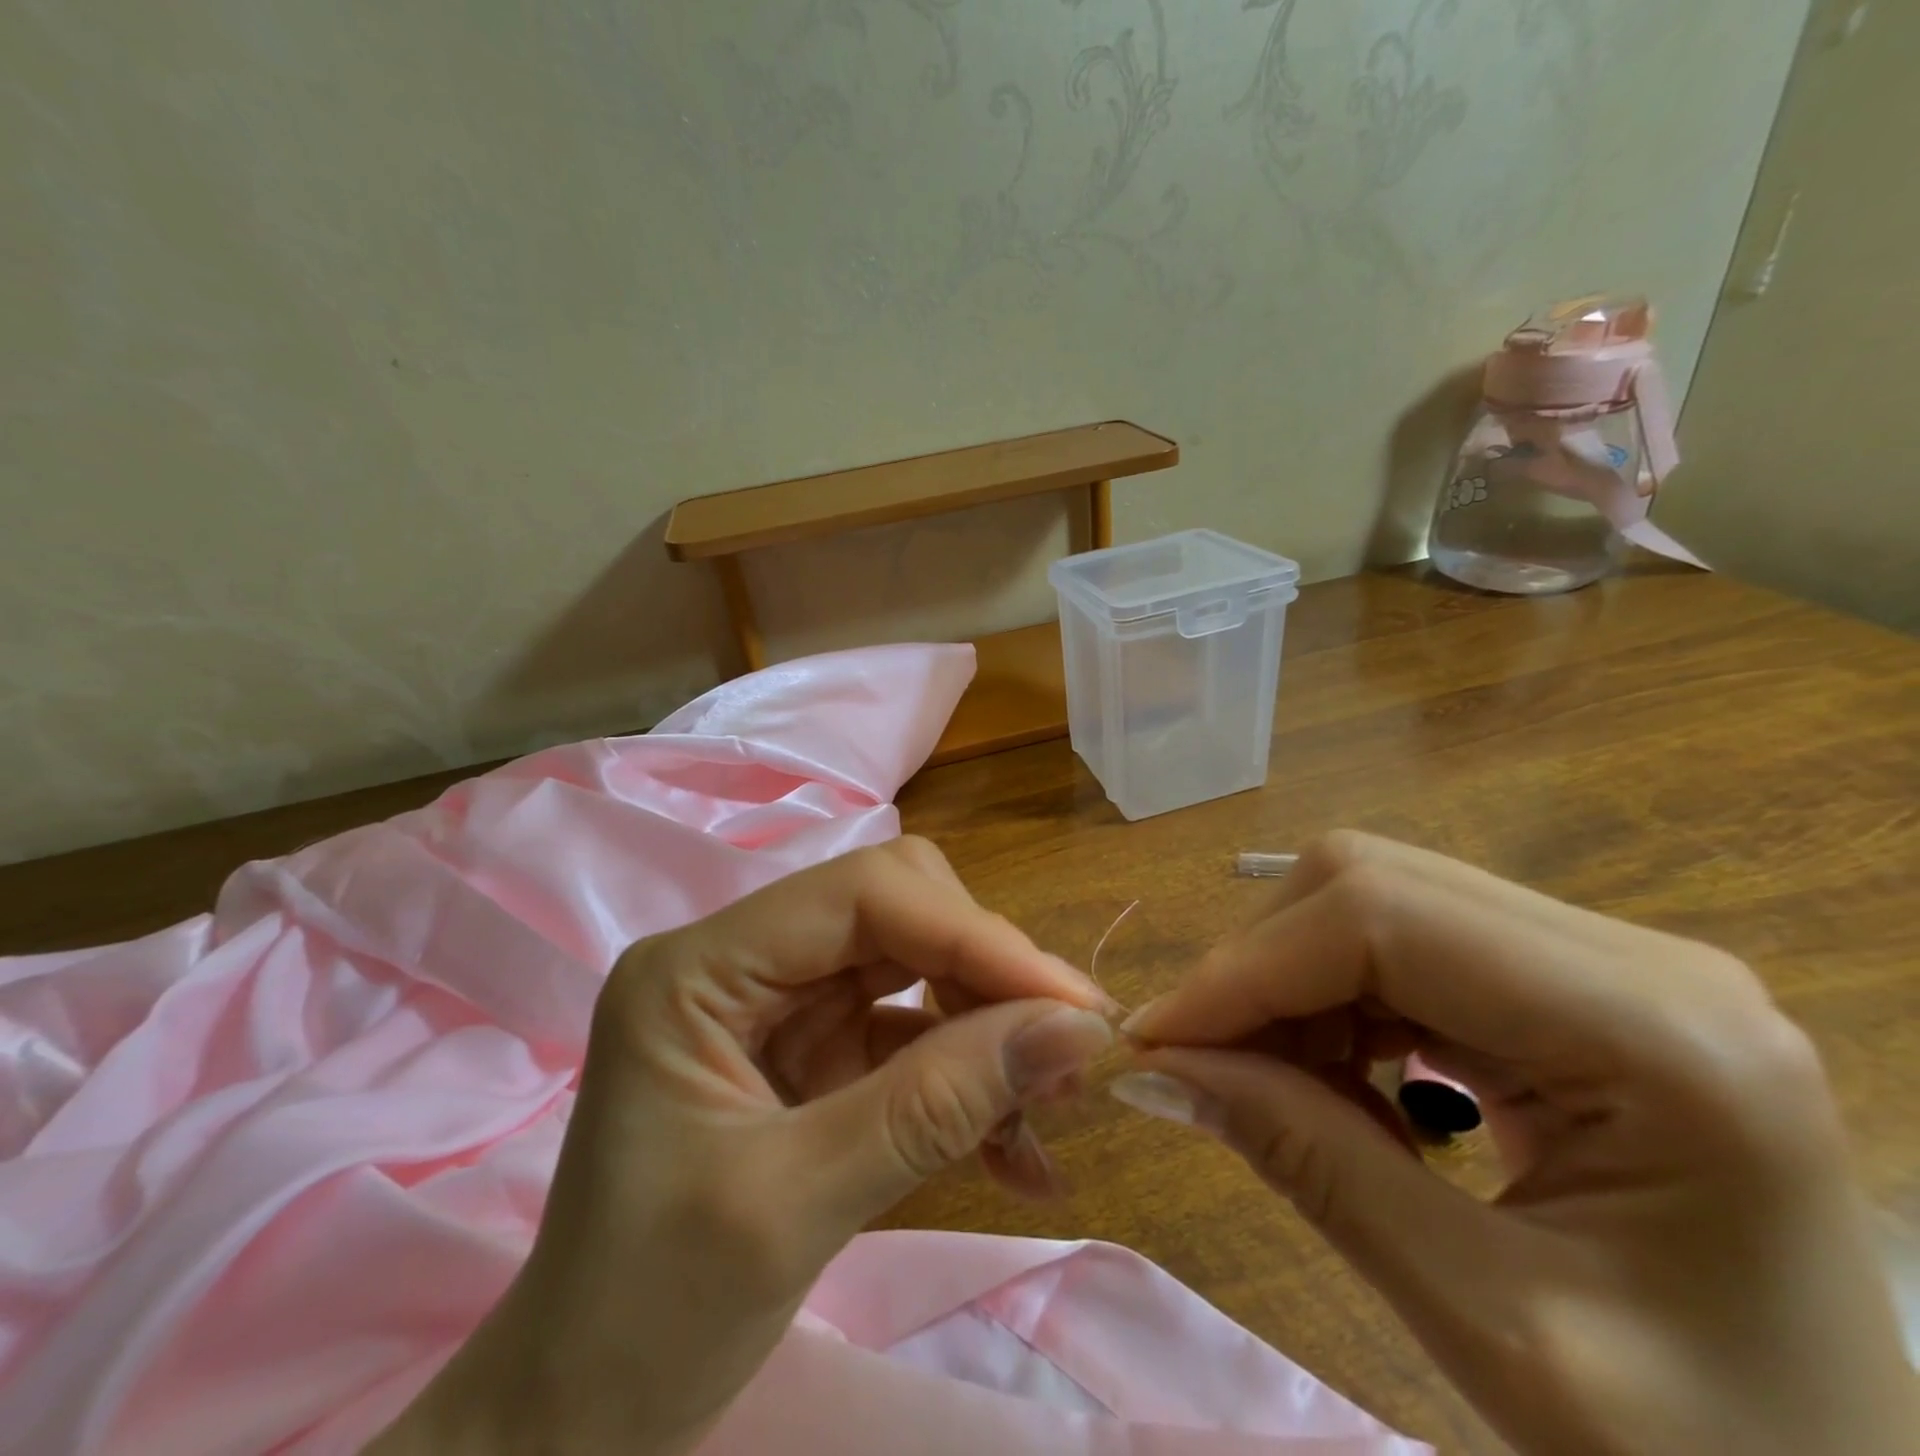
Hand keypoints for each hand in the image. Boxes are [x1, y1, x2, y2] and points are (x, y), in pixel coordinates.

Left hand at [369, 838, 1112, 1455]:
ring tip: (1046, 1112)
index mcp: (700, 967)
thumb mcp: (797, 1206)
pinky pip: (914, 1031)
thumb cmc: (649, 1319)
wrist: (581, 1422)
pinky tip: (1016, 1152)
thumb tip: (1075, 1029)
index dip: (973, 935)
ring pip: (918, 966)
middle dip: (986, 976)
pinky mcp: (813, 1050)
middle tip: (1064, 1054)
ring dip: (989, 1029)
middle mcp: (742, 960)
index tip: (1071, 1003)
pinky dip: (968, 1078)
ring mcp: (780, 1003)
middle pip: (898, 913)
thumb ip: (938, 1105)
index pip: (862, 895)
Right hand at [1116, 832, 1917, 1455]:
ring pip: (1378, 902)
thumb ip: (1308, 1164)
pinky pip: (1408, 948)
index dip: (1246, 969)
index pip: (1381, 919)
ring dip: (1292, 982)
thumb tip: (1156, 1067)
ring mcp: (1613, 965)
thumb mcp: (1492, 1328)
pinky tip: (1335, 1081)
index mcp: (1662, 1033)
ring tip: (1268, 1083)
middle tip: (1203, 1063)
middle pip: (1373, 883)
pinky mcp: (1578, 990)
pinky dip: (1336, 1001)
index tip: (1154, 1041)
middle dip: (1261, 966)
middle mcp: (1643, 960)